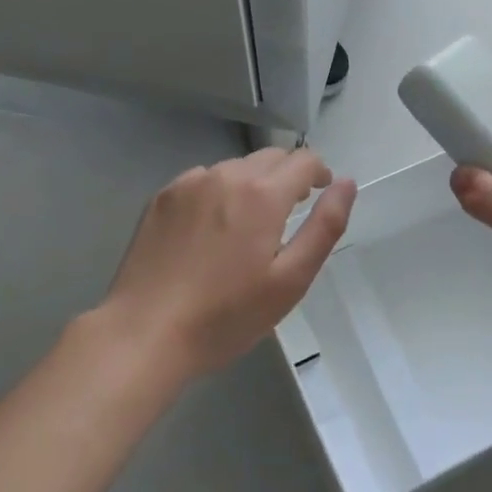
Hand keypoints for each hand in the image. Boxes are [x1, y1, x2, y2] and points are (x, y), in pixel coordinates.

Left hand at [102, 149, 356, 377]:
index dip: (320, 173)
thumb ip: (325, 226)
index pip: (304, 159)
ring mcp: (189, 183)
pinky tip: (209, 230)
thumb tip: (347, 183)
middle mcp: (226, 175)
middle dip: (287, 176)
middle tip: (286, 215)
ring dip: (251, 183)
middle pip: (270, 157)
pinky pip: (202, 180)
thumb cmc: (226, 315)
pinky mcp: (161, 197)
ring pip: (235, 167)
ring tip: (246, 226)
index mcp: (263, 194)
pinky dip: (217, 192)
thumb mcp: (290, 280)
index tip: (319, 195)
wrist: (144, 334)